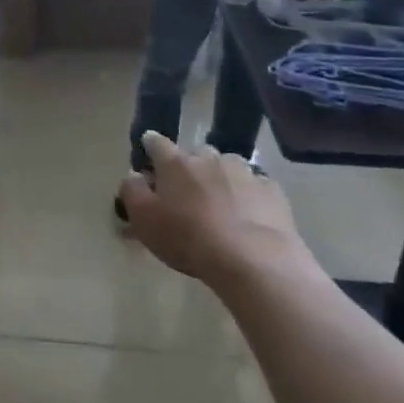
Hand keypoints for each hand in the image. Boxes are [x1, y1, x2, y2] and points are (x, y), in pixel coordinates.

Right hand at [119, 133, 311, 288]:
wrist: (253, 259)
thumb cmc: (189, 239)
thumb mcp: (144, 220)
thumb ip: (132, 191)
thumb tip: (134, 175)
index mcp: (175, 163)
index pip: (156, 143)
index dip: (150, 146)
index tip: (148, 157)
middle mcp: (209, 157)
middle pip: (194, 154)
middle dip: (188, 167)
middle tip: (186, 193)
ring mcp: (243, 171)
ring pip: (226, 166)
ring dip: (219, 178)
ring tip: (220, 205)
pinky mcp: (271, 189)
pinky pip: (254, 186)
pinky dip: (248, 195)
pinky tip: (248, 216)